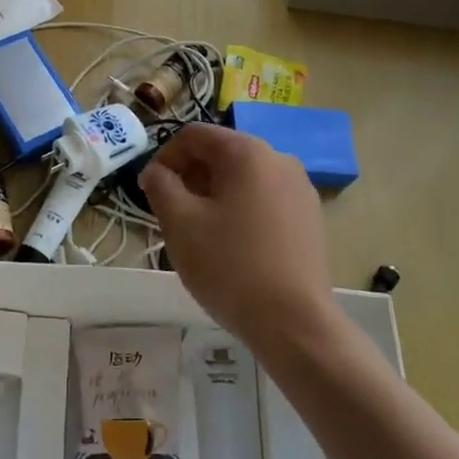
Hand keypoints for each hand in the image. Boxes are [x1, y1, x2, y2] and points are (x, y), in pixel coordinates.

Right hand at [140, 124, 334, 342]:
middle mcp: (280, 159)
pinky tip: (231, 246)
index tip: (148, 191)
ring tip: (198, 233)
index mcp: (248, 152)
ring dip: (213, 196)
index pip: (194, 135)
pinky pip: (264, 200)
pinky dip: (239, 211)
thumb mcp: (180, 222)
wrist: (294, 322)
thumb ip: (160, 185)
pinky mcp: (310, 218)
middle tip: (170, 214)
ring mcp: (300, 189)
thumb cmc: (229, 265)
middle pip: (221, 154)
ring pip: (243, 179)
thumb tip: (157, 172)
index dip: (164, 158)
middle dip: (189, 178)